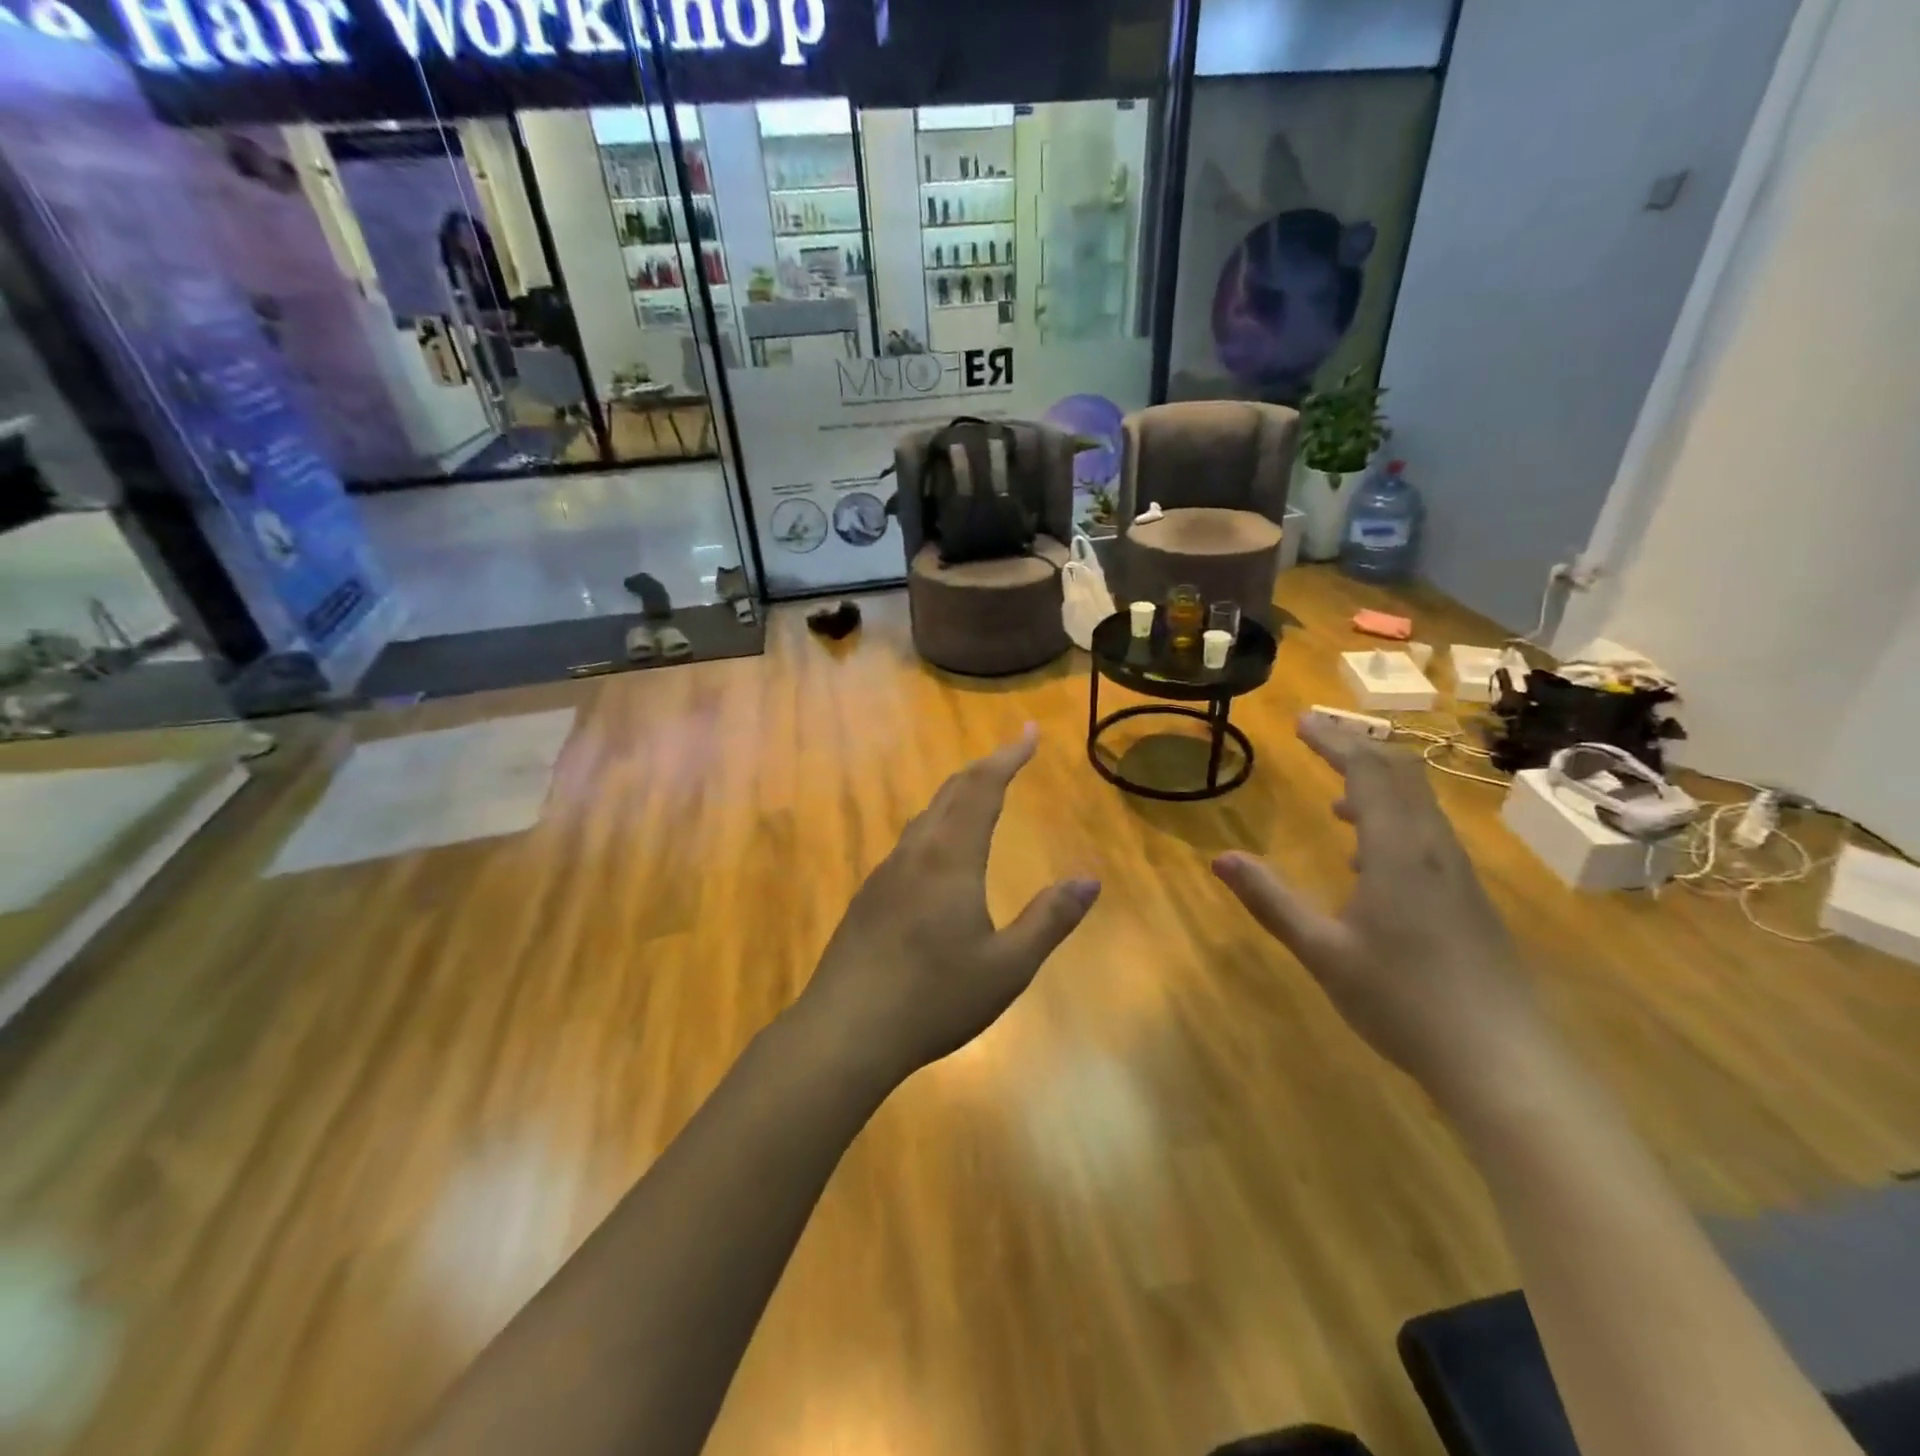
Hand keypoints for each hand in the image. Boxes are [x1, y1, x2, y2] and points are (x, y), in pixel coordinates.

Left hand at [795, 726, 1099, 1085]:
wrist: (844, 1031)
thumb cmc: (934, 998)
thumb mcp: (1007, 967)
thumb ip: (1050, 919)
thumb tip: (1089, 880)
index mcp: (950, 859)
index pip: (982, 789)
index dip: (1007, 756)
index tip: (1029, 732)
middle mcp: (915, 854)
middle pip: (951, 794)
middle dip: (984, 769)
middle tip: (1010, 757)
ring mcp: (885, 874)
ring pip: (925, 818)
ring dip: (957, 798)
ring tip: (979, 798)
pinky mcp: (868, 898)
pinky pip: (909, 845)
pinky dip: (936, 827)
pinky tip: (938, 857)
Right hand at [1212, 714, 1549, 1104]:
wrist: (1503, 1062)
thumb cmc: (1403, 1001)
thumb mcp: (1322, 951)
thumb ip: (1271, 901)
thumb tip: (1221, 859)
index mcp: (1398, 852)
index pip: (1368, 772)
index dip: (1334, 740)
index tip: (1300, 721)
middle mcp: (1433, 849)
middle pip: (1402, 775)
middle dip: (1358, 748)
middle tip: (1318, 738)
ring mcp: (1458, 873)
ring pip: (1421, 804)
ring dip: (1379, 784)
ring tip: (1337, 795)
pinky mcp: (1468, 898)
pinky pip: (1428, 834)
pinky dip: (1395, 819)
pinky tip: (1368, 857)